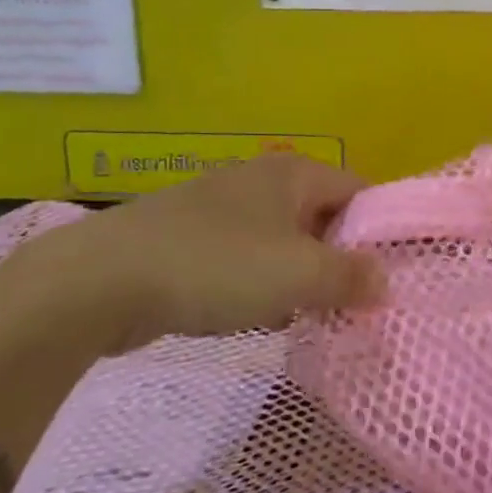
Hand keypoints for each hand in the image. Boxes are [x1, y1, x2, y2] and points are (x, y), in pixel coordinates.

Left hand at [6, 155, 384, 353]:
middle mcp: (261, 181)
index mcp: (293, 174)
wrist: (101, 282)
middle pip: (322, 218)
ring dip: (300, 279)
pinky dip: (260, 286)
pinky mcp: (190, 239)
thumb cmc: (217, 265)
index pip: (359, 191)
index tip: (390, 275)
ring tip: (312, 317)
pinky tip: (260, 318)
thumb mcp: (299, 275)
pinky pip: (245, 260)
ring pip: (283, 243)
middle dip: (339, 261)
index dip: (380, 230)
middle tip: (354, 303)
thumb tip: (385, 281)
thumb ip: (351, 277)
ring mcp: (221, 208)